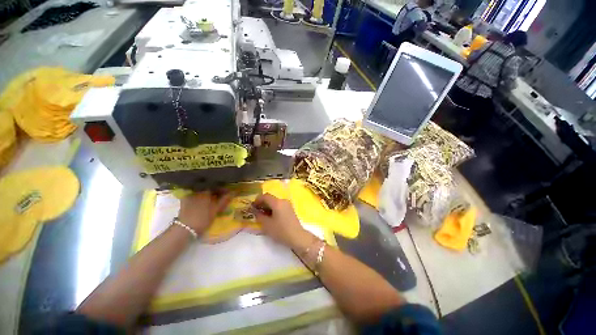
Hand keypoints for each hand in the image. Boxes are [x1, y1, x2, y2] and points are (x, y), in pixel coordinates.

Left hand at [178, 191, 232, 234]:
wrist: (185, 228)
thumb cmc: (203, 218)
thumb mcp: (216, 209)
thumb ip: (224, 200)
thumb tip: (232, 193)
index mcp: (206, 191)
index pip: (217, 186)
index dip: (223, 189)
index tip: (228, 193)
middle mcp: (197, 190)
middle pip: (209, 188)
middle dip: (216, 191)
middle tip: (221, 196)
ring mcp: (190, 195)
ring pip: (202, 192)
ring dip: (208, 194)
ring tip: (213, 199)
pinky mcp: (185, 201)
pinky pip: (195, 196)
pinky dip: (200, 197)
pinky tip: (203, 202)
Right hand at [251, 194, 312, 249]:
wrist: (297, 236)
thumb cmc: (281, 230)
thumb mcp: (267, 225)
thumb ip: (260, 216)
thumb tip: (255, 211)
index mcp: (277, 202)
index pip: (265, 196)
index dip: (257, 200)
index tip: (252, 206)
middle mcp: (283, 201)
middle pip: (271, 198)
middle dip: (262, 203)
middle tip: (255, 211)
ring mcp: (288, 205)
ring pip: (275, 202)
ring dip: (268, 206)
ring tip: (262, 215)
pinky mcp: (290, 209)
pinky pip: (280, 206)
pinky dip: (273, 209)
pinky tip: (270, 217)